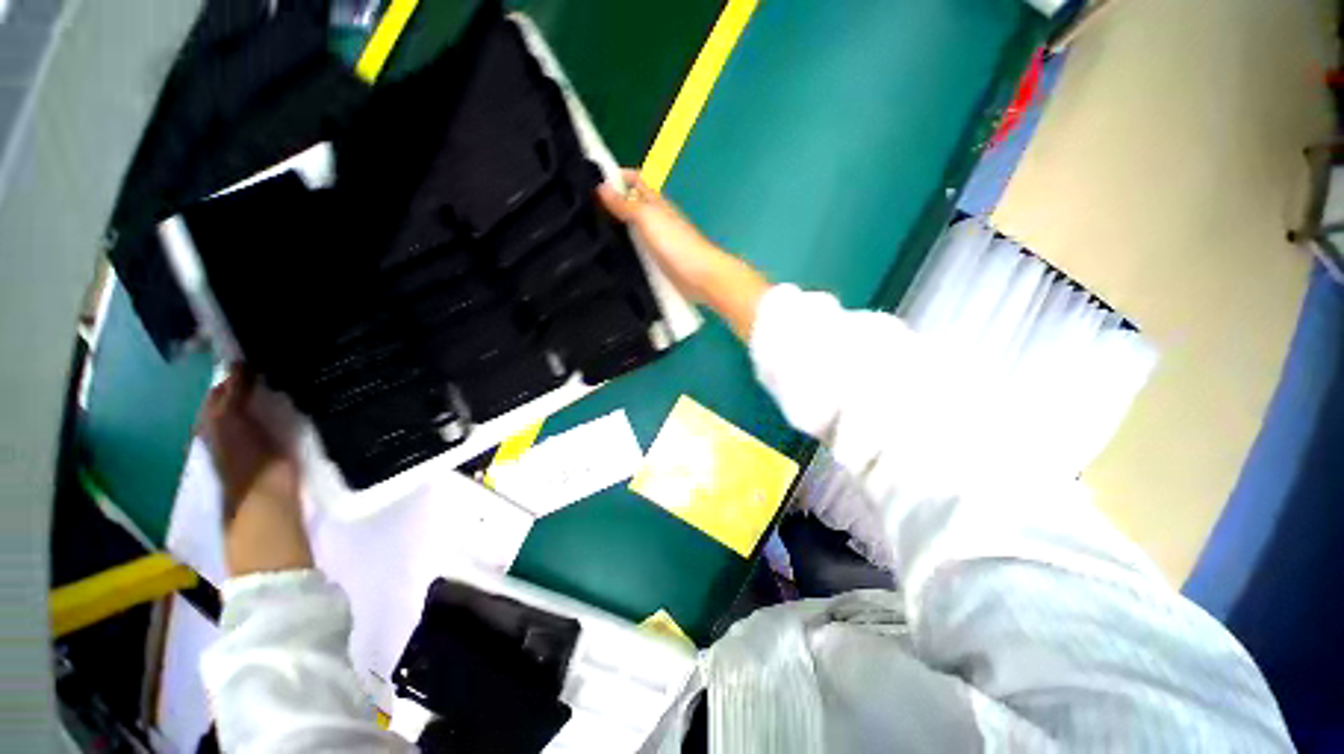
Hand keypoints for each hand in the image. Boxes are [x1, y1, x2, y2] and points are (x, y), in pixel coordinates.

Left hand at [200, 371, 298, 520]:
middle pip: (242, 396)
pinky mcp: (278, 442)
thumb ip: (234, 392)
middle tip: (282, 361)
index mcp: (212, 419)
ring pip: (262, 406)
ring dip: (274, 394)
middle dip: (257, 380)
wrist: (267, 492)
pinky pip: (280, 417)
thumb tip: (240, 362)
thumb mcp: (230, 418)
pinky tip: (302, 398)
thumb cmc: (244, 455)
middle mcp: (229, 425)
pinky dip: (288, 407)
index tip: (260, 353)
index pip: (222, 388)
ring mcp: (254, 435)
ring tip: (295, 375)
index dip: (237, 371)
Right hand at [598, 170, 769, 339]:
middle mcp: (658, 219)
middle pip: (635, 205)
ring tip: (592, 235)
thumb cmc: (675, 243)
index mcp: (658, 203)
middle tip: (586, 211)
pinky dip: (627, 250)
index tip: (593, 181)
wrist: (700, 277)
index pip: (638, 180)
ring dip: (619, 229)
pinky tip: (612, 258)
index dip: (620, 176)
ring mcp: (659, 242)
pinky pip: (639, 251)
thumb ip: (626, 205)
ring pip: (636, 229)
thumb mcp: (648, 218)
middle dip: (614, 203)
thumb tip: (602, 186)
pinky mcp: (659, 263)